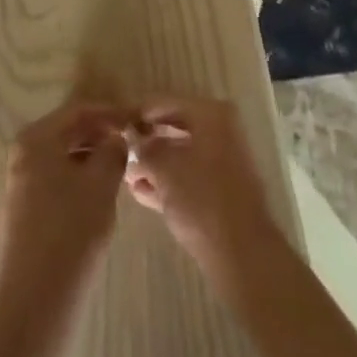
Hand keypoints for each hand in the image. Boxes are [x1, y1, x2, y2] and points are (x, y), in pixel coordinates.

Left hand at [0, 100, 129, 292]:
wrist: (37, 300)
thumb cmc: (72, 230)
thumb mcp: (102, 183)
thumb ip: (113, 151)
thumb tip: (116, 139)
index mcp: (36, 138)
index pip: (79, 111)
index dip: (111, 112)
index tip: (136, 119)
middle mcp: (21, 154)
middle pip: (67, 131)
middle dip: (100, 134)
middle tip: (130, 143)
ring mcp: (18, 183)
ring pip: (62, 157)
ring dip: (90, 157)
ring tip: (120, 168)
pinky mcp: (22, 211)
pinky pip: (55, 180)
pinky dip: (78, 178)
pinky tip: (98, 194)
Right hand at [125, 96, 278, 275]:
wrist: (241, 252)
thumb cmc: (201, 198)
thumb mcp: (164, 168)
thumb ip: (145, 149)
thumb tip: (133, 140)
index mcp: (211, 115)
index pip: (165, 103)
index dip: (138, 114)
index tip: (115, 125)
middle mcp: (220, 131)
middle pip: (174, 128)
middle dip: (146, 141)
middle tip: (119, 150)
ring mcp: (223, 162)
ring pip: (180, 155)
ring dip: (154, 164)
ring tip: (125, 175)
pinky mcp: (221, 191)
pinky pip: (188, 177)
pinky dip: (167, 182)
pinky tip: (140, 192)